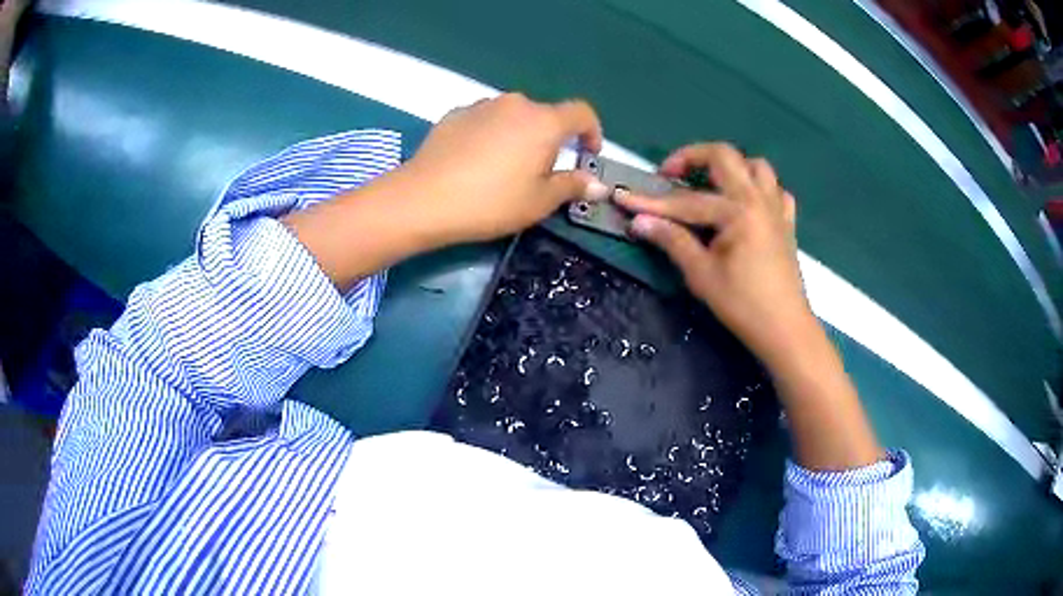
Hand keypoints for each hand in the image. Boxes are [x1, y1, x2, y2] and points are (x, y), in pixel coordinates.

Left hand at [398, 93, 604, 245]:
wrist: (424, 199)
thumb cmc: (491, 202)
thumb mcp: (539, 201)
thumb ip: (572, 186)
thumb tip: (597, 184)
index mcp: (544, 121)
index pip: (582, 113)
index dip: (592, 132)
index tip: (587, 154)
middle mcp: (516, 104)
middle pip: (545, 115)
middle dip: (551, 139)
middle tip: (541, 172)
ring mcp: (482, 105)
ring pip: (513, 116)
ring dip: (519, 135)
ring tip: (504, 167)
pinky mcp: (454, 114)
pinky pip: (485, 120)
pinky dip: (490, 134)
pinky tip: (475, 161)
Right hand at [615, 143, 810, 363]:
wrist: (784, 329)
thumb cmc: (742, 304)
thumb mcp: (702, 274)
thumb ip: (672, 240)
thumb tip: (639, 221)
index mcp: (737, 210)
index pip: (686, 200)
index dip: (652, 201)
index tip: (623, 198)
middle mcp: (758, 198)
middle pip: (724, 155)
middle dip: (692, 157)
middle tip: (671, 174)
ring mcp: (776, 208)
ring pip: (755, 166)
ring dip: (730, 167)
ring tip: (711, 184)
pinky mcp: (786, 222)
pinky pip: (776, 190)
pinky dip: (759, 188)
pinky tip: (747, 205)